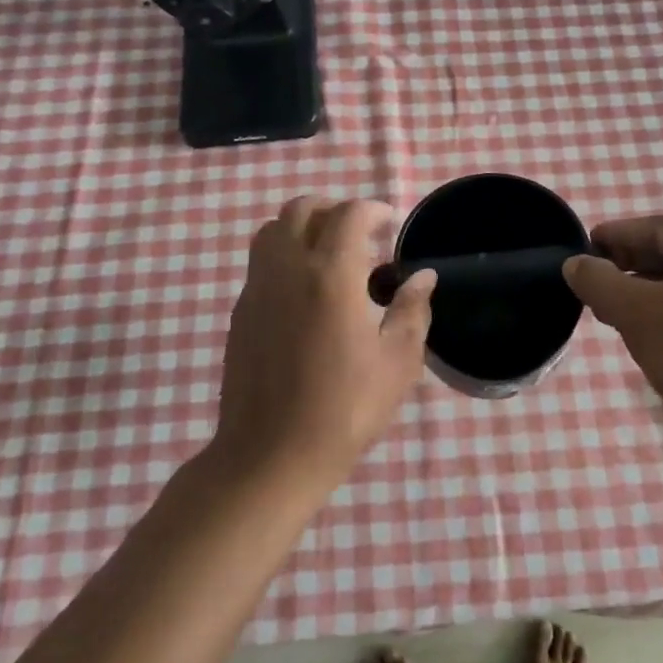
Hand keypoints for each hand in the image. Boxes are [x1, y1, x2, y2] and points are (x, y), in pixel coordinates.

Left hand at [213, 197, 436, 487]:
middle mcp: (288, 268)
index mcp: (331, 275)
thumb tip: (422, 277)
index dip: (372, 209)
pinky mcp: (241, 310)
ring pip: (272, 229)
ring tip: (328, 254)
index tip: (389, 221)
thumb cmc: (344, 409)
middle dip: (333, 208)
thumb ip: (412, 311)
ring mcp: (258, 287)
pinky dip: (283, 255)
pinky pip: (261, 262)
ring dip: (302, 226)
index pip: (348, 214)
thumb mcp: (397, 363)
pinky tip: (304, 291)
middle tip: (359, 232)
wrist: (271, 454)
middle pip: (302, 208)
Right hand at [563, 216, 662, 436]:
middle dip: (629, 264)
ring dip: (645, 288)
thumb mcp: (634, 312)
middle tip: (593, 279)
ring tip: (610, 305)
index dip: (616, 235)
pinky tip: (642, 324)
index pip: (659, 229)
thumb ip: (598, 280)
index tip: (584, 247)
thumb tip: (575, 264)